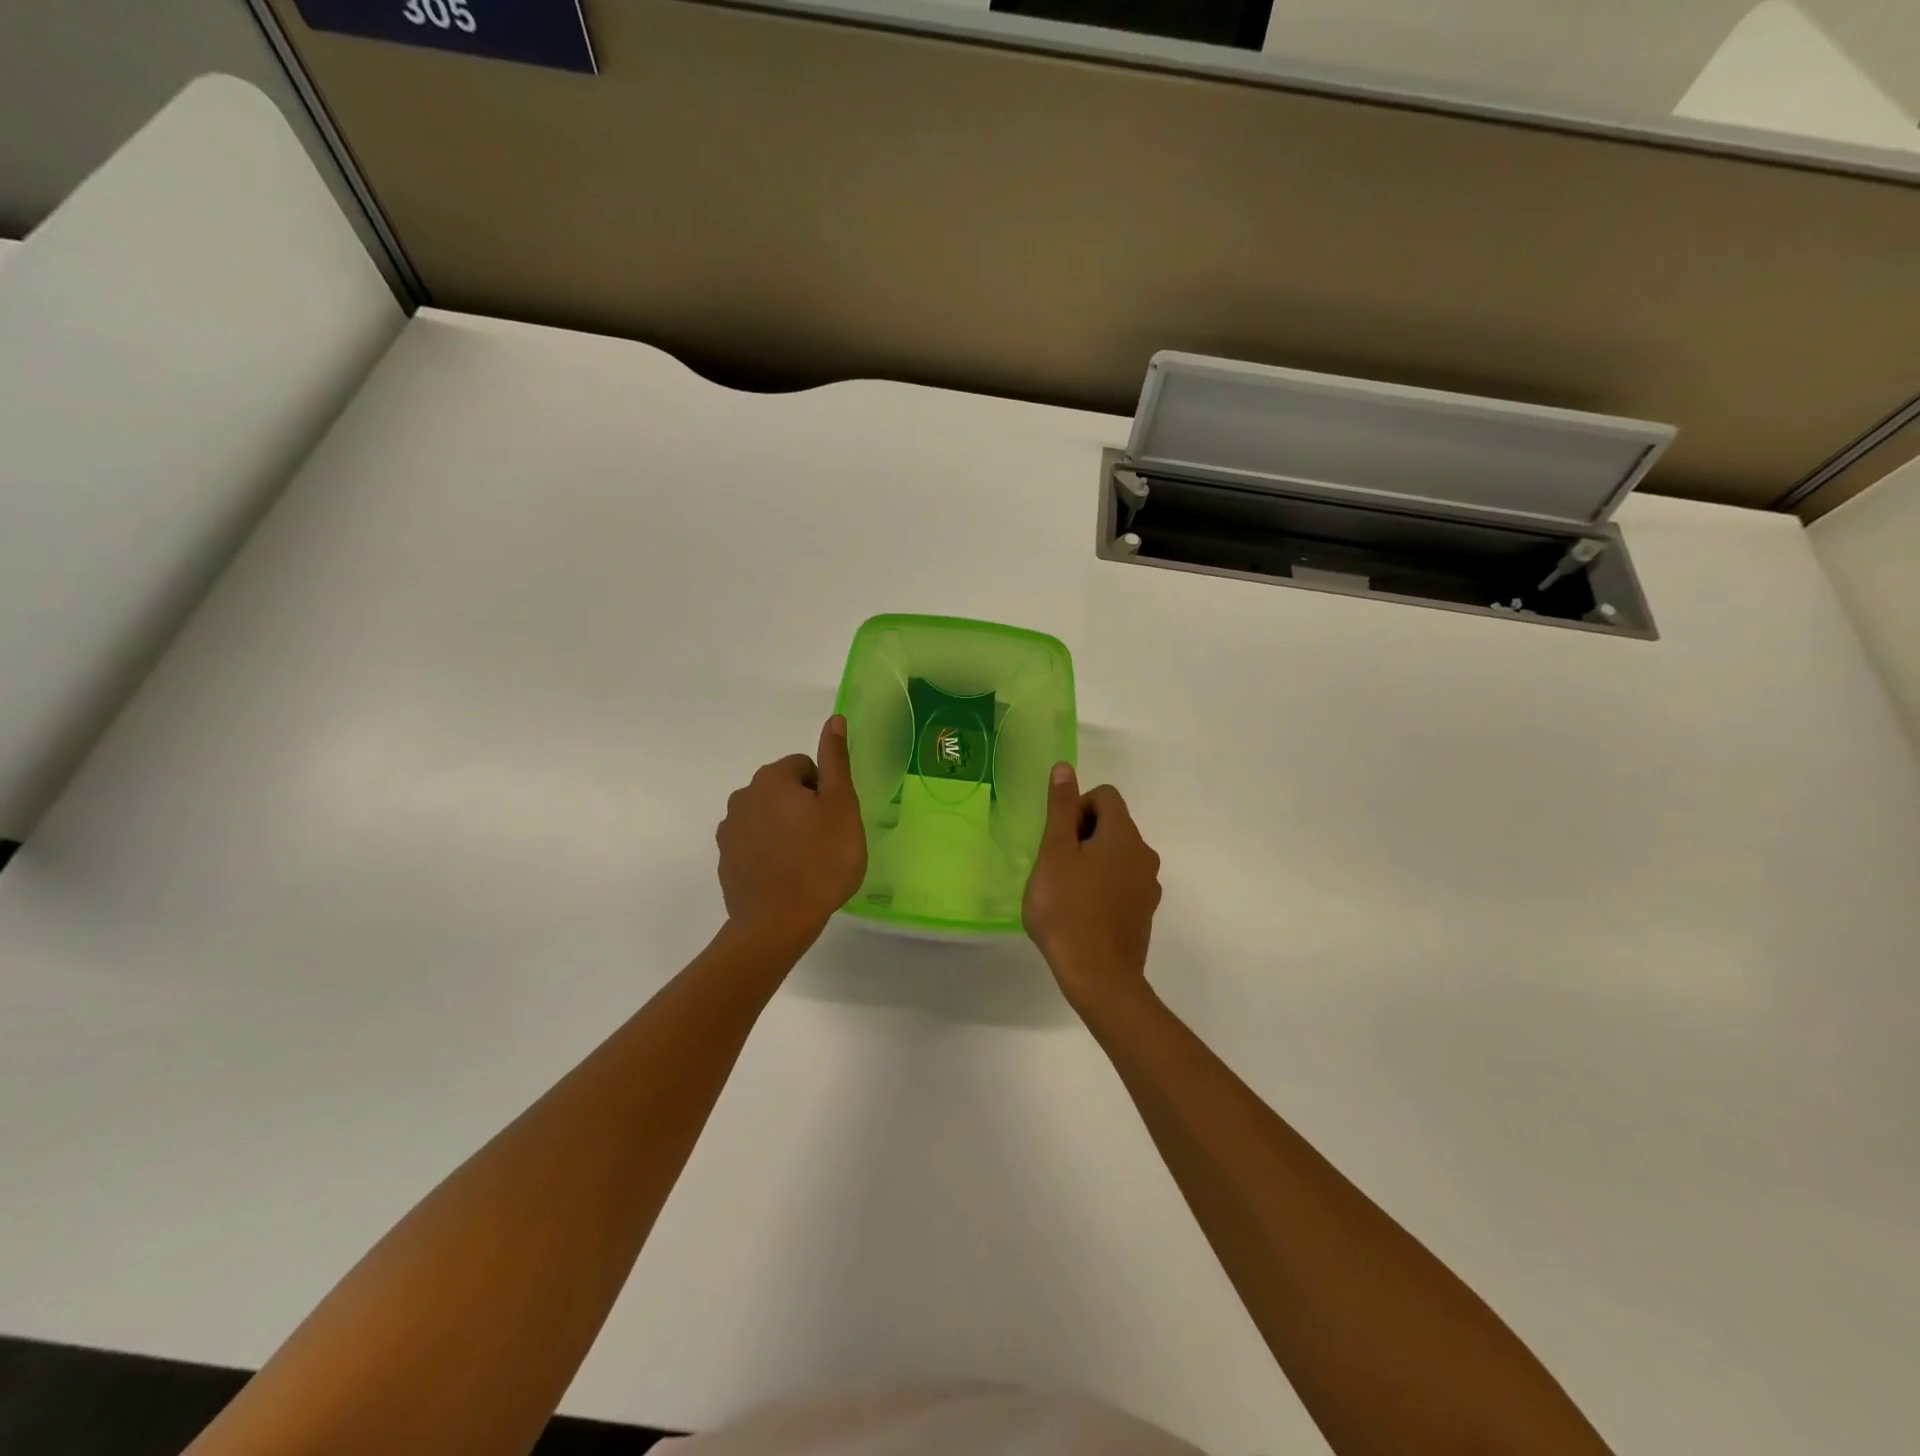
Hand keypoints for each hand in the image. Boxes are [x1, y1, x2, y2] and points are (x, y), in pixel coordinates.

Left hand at [716, 716, 866, 944]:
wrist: (777, 922)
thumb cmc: (821, 860)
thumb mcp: (841, 807)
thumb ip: (836, 761)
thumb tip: (834, 719)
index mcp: (771, 779)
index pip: (805, 767)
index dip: (825, 792)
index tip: (834, 821)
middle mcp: (743, 796)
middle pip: (784, 790)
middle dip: (804, 808)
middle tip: (824, 841)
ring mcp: (729, 830)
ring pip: (768, 817)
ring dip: (786, 829)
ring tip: (806, 862)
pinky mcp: (725, 859)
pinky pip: (754, 843)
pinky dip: (770, 852)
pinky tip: (786, 876)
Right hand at [1022, 764, 1161, 1009]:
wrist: (1099, 978)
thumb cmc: (1068, 910)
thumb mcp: (1055, 854)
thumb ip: (1061, 809)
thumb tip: (1065, 768)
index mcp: (1124, 836)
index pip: (1105, 796)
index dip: (1077, 807)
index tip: (1058, 839)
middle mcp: (1145, 854)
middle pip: (1112, 824)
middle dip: (1082, 835)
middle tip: (1055, 866)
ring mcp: (1148, 886)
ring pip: (1116, 855)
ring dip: (1091, 861)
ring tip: (1066, 891)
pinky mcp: (1145, 911)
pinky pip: (1122, 882)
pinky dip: (1102, 885)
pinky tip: (1082, 912)